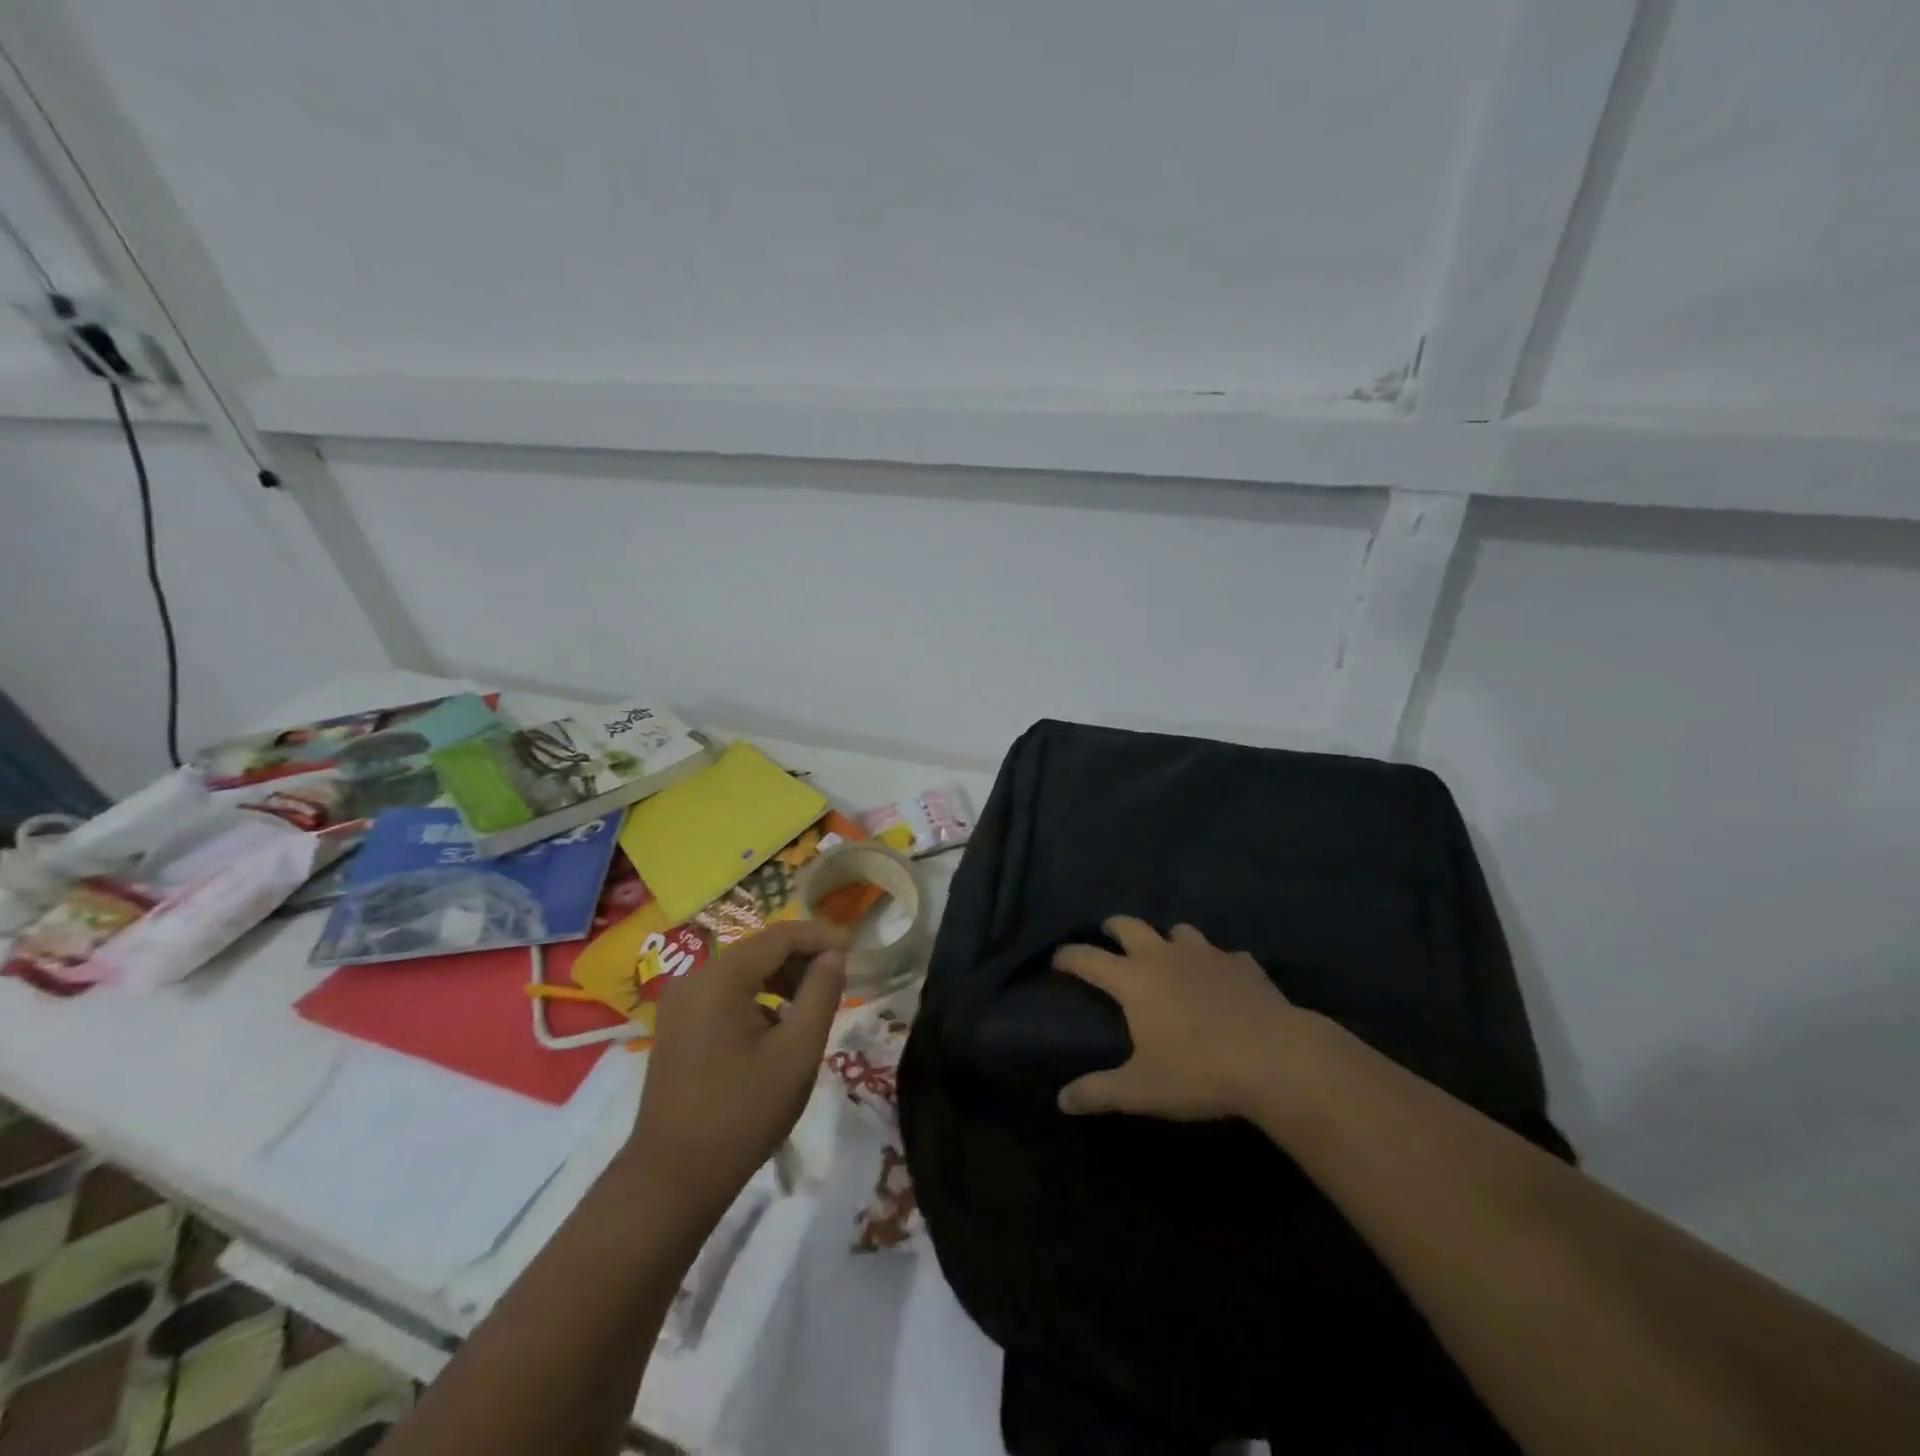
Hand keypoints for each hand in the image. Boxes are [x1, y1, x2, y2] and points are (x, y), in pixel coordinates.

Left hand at [625, 920, 848, 1222]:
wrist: (672, 1180)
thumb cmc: (742, 1114)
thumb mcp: (797, 1053)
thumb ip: (821, 994)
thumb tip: (835, 955)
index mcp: (720, 978)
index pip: (780, 936)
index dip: (821, 937)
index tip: (856, 950)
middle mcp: (694, 978)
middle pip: (759, 950)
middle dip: (802, 959)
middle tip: (839, 981)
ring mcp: (681, 1002)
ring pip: (744, 971)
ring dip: (783, 980)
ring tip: (815, 1006)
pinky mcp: (678, 1025)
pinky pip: (726, 994)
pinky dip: (759, 999)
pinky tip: (780, 1028)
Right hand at [1053, 917, 1303, 1120]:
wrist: (1277, 1060)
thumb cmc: (1200, 1072)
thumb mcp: (1142, 1090)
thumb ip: (1099, 1092)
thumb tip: (1062, 1100)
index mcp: (1134, 980)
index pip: (1088, 958)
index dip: (1068, 956)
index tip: (1057, 959)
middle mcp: (1165, 956)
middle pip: (1130, 926)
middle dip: (1114, 927)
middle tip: (1108, 936)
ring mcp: (1207, 955)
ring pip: (1179, 930)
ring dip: (1167, 939)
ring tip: (1168, 956)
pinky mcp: (1244, 964)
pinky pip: (1224, 954)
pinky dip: (1216, 962)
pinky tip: (1222, 980)